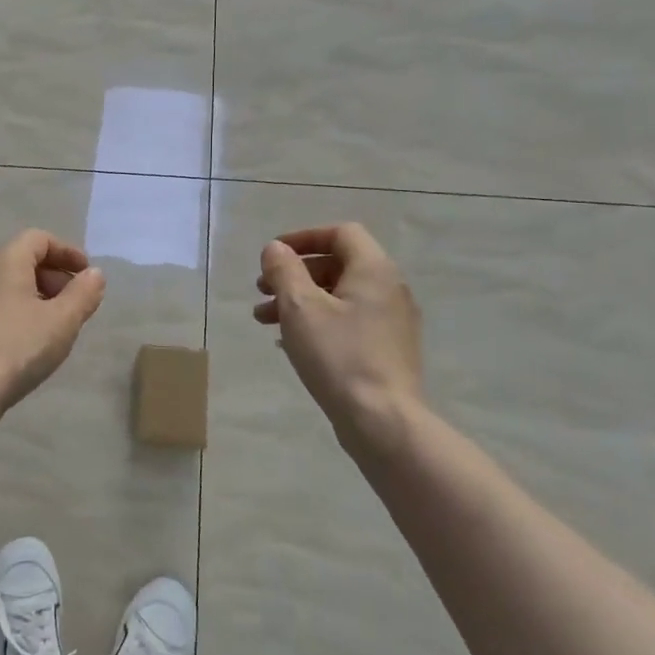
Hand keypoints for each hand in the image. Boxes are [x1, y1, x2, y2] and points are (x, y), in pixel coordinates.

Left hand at [0, 230, 106, 411]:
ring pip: (9, 285)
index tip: (87, 275)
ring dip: (38, 297)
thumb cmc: (17, 347)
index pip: (38, 238)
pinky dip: (19, 312)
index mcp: (5, 261)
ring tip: (57, 326)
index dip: (67, 252)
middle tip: (76, 304)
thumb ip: (83, 294)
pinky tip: (31, 342)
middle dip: (55, 276)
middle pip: (23, 260)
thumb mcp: (62, 321)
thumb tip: (94, 274)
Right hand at [254, 223, 425, 453]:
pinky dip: (318, 322)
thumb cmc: (338, 356)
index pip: (341, 233)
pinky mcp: (387, 350)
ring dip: (300, 300)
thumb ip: (284, 270)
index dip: (304, 237)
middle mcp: (389, 289)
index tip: (273, 255)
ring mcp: (392, 322)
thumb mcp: (300, 307)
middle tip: (262, 290)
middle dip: (295, 274)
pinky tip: (291, 343)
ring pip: (339, 297)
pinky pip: (348, 322)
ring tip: (265, 320)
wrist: (383, 421)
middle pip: (338, 265)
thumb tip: (275, 249)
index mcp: (374, 270)